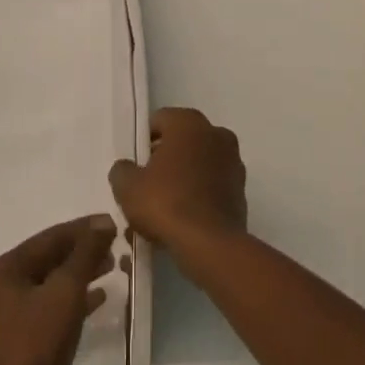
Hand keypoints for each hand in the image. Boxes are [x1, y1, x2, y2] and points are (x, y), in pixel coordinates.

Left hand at [0, 215, 116, 364]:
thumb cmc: (34, 344)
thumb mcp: (64, 291)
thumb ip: (84, 254)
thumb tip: (102, 222)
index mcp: (6, 269)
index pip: (50, 236)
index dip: (83, 228)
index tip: (114, 223)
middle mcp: (5, 289)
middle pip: (50, 259)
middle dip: (83, 251)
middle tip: (117, 246)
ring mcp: (13, 318)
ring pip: (53, 285)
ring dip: (82, 275)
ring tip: (113, 267)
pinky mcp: (25, 344)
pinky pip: (54, 310)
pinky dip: (76, 301)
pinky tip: (100, 300)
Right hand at [108, 107, 247, 249]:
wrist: (210, 244)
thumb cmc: (166, 203)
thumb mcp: (128, 187)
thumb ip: (122, 170)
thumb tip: (126, 168)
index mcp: (188, 123)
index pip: (160, 120)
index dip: (144, 141)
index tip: (135, 163)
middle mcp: (216, 133)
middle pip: (182, 140)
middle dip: (166, 157)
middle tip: (147, 183)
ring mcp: (233, 161)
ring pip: (200, 162)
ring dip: (185, 175)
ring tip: (166, 204)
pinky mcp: (242, 189)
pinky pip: (214, 183)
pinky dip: (201, 193)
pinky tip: (185, 216)